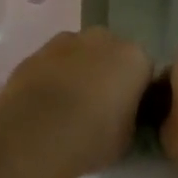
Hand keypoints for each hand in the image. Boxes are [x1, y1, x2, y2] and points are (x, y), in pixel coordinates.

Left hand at [0, 28, 152, 177]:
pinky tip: (43, 106)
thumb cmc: (92, 138)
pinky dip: (51, 78)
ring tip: (66, 108)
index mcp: (135, 57)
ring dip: (77, 72)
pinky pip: (51, 64)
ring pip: (78, 54)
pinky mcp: (34, 53)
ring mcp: (65, 42)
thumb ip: (129, 116)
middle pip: (110, 53)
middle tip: (98, 107)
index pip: (143, 70)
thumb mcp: (127, 137)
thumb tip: (121, 114)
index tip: (126, 112)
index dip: (135, 91)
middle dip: (106, 73)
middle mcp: (103, 39)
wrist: (35, 136)